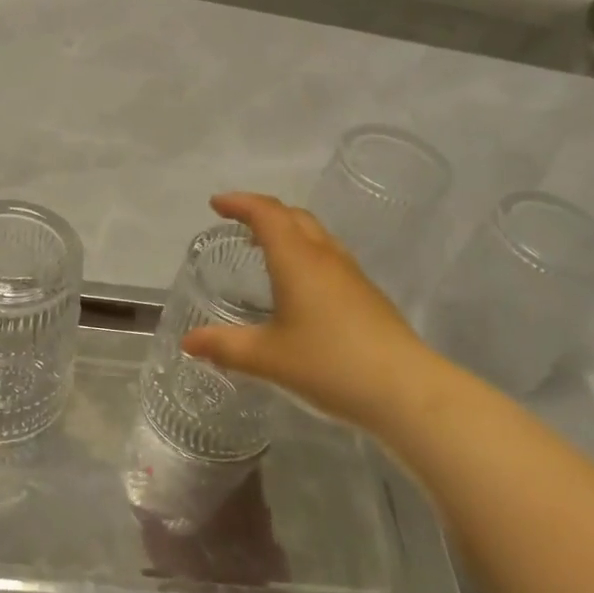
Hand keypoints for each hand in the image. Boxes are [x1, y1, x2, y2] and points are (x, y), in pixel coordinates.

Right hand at [182, 193, 430, 430]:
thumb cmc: (329, 364)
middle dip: (263, 212)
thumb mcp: (267, 358)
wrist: (405, 389)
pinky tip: (300, 286)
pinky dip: (305, 253)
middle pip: (293, 216)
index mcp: (297, 259)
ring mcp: (351, 274)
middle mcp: (325, 257)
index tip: (216, 204)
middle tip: (238, 222)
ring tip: (266, 247)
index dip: (240, 203)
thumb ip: (225, 347)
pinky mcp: (367, 295)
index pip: (266, 213)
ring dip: (288, 230)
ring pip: (315, 235)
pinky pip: (328, 256)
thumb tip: (188, 341)